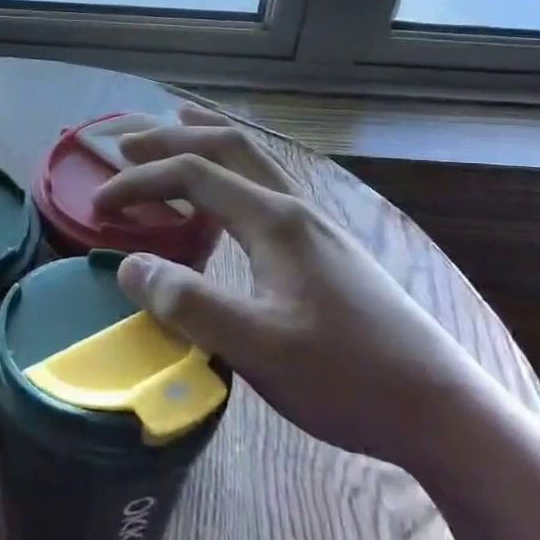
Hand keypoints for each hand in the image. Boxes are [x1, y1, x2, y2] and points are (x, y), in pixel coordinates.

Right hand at [94, 107, 492, 471]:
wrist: (442, 409)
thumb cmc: (347, 377)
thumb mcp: (257, 346)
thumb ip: (188, 303)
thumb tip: (129, 265)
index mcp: (275, 221)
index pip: (192, 175)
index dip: (139, 182)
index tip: (97, 207)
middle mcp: (296, 208)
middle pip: (228, 146)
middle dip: (171, 138)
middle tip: (125, 144)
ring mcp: (318, 226)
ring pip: (255, 160)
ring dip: (209, 141)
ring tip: (178, 130)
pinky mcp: (329, 250)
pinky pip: (269, 187)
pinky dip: (234, 171)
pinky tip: (232, 198)